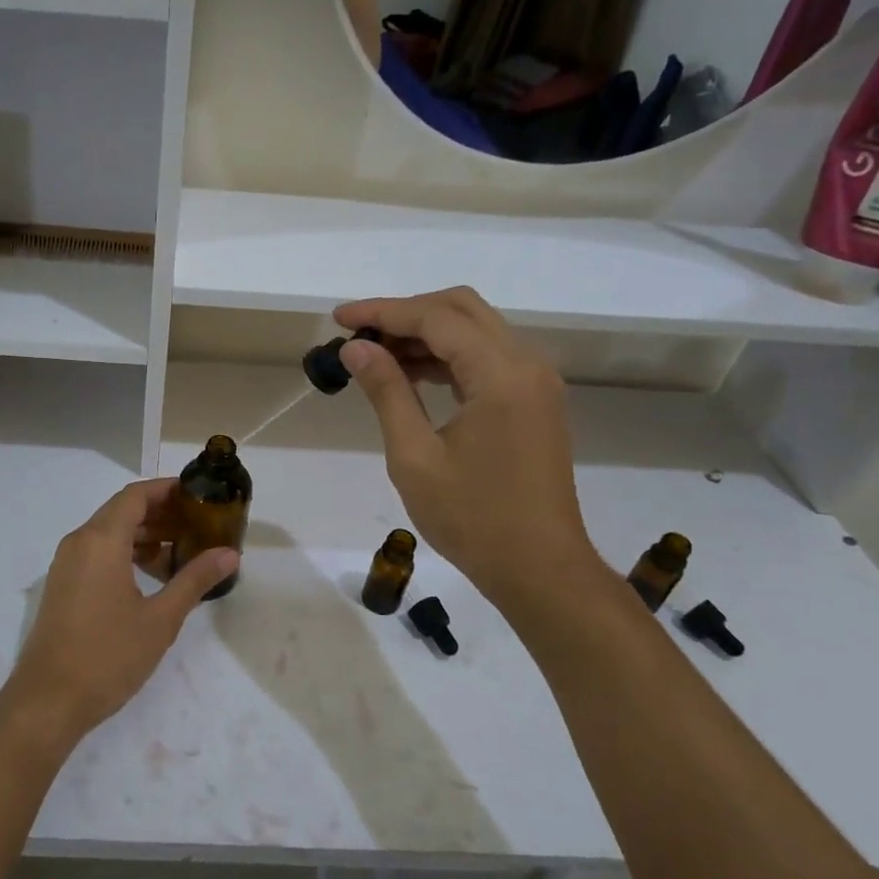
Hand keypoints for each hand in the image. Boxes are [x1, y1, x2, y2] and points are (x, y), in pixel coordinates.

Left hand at [3, 478, 236, 743]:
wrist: (48, 701)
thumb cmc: (108, 655)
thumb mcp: (161, 619)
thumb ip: (195, 580)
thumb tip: (229, 553)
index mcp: (101, 540)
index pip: (136, 495)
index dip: (167, 490)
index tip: (198, 496)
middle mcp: (79, 542)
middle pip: (122, 510)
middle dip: (160, 513)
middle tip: (198, 524)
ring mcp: (66, 564)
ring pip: (108, 532)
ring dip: (143, 535)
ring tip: (181, 551)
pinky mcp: (62, 585)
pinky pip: (96, 552)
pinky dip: (124, 553)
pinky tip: (151, 576)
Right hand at [334, 287, 610, 624]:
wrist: (540, 569)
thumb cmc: (472, 518)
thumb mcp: (414, 456)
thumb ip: (387, 392)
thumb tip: (355, 348)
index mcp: (501, 374)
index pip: (435, 319)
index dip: (383, 312)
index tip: (338, 318)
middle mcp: (527, 364)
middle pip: (461, 309)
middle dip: (405, 313)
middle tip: (358, 334)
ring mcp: (535, 382)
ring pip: (475, 330)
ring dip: (426, 334)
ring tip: (375, 355)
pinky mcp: (534, 401)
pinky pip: (487, 358)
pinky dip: (447, 356)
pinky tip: (411, 374)